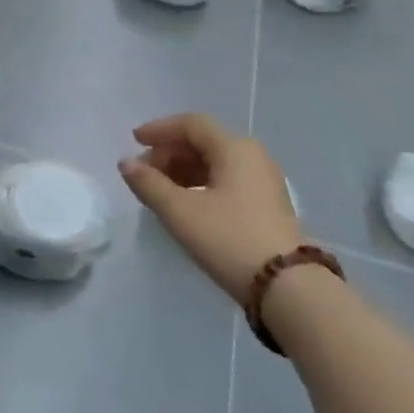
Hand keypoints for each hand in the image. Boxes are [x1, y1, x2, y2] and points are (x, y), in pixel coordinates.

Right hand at [118, 114, 299, 306]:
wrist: (287, 288)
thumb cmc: (229, 239)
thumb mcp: (180, 212)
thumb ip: (148, 184)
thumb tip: (126, 163)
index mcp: (234, 148)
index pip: (191, 124)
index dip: (159, 129)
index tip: (134, 141)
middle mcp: (252, 157)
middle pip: (203, 141)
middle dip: (169, 152)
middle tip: (144, 172)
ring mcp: (263, 182)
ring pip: (215, 162)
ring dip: (183, 170)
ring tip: (159, 190)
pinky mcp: (266, 205)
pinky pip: (226, 180)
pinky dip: (200, 184)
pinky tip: (185, 204)